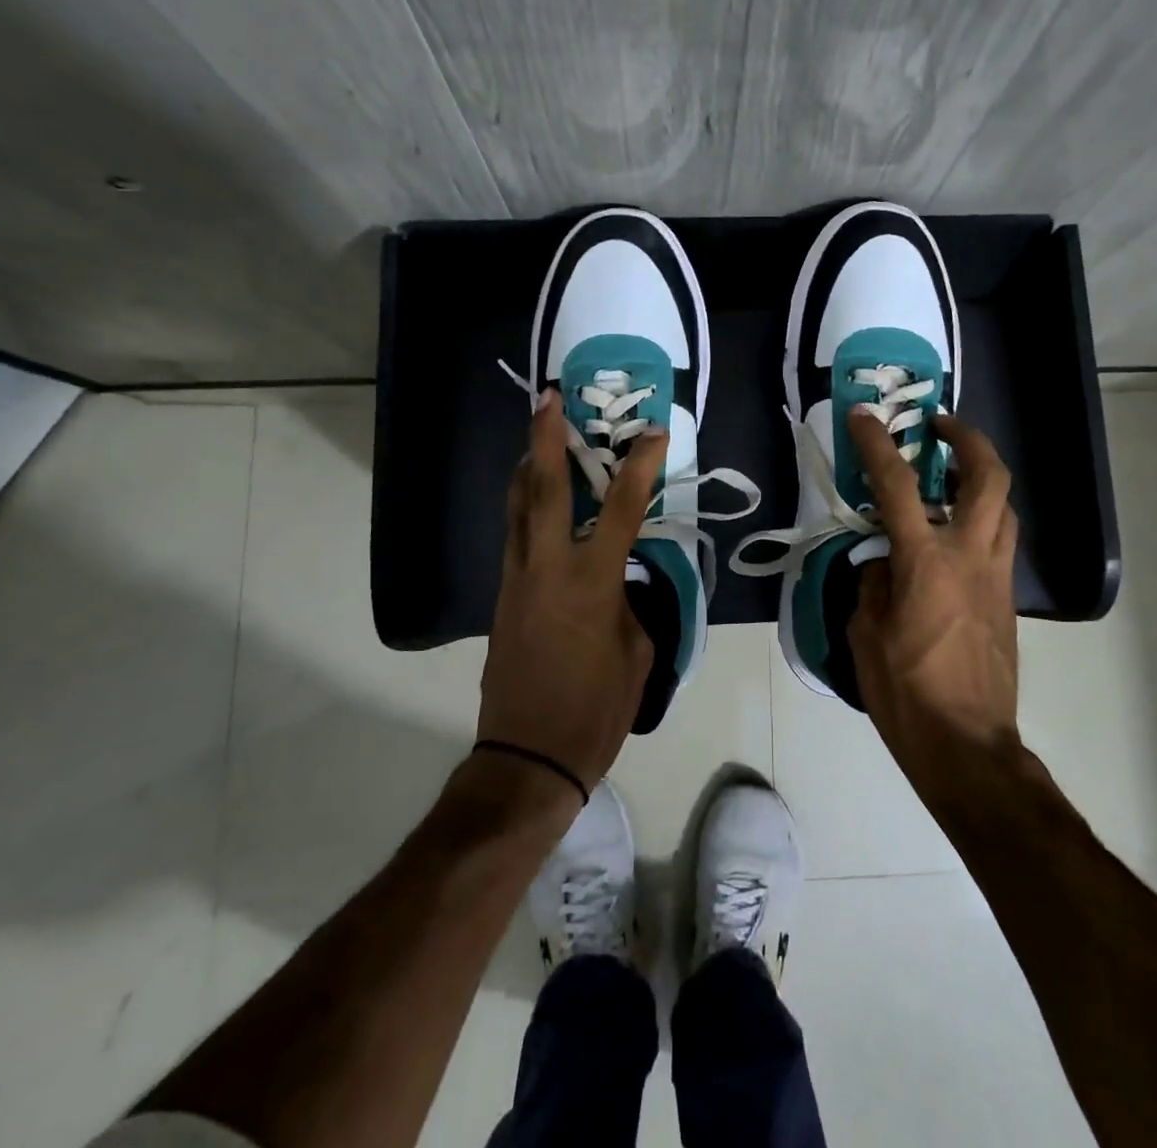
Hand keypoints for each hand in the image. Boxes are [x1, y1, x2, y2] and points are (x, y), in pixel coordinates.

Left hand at [478, 391, 666, 793]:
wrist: (528, 757)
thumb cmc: (595, 710)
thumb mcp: (637, 653)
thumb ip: (630, 604)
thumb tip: (620, 582)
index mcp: (591, 582)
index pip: (622, 508)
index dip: (640, 465)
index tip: (654, 432)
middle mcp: (547, 568)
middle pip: (542, 488)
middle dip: (546, 438)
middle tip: (549, 399)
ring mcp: (517, 580)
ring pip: (517, 507)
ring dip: (526, 465)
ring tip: (535, 433)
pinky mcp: (503, 597)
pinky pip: (514, 536)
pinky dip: (523, 505)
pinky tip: (534, 498)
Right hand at [846, 409, 1022, 786]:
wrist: (967, 744)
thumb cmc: (906, 691)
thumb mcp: (866, 634)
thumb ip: (873, 586)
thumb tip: (884, 566)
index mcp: (925, 561)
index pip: (897, 486)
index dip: (877, 445)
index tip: (865, 417)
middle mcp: (970, 556)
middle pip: (988, 477)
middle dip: (967, 439)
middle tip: (939, 427)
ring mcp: (997, 577)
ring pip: (1004, 507)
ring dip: (981, 478)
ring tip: (951, 476)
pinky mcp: (1008, 600)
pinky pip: (1000, 542)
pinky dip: (981, 520)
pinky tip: (954, 538)